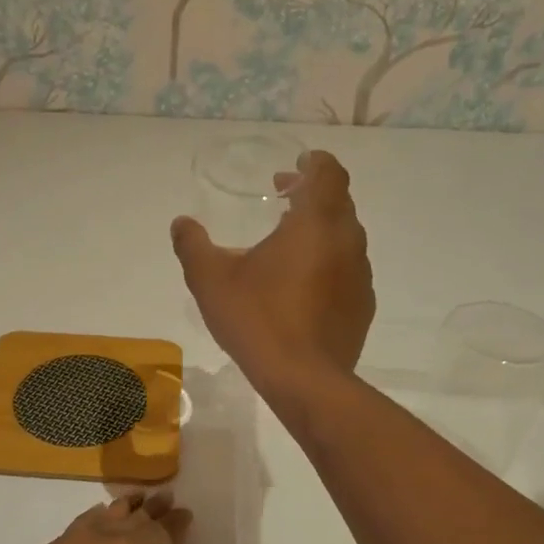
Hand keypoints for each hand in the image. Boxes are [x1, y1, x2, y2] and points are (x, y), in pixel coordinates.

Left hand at [0, 493, 202, 543]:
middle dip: (150, 508)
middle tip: (164, 497)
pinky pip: (68, 538)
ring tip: (131, 504)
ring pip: (94, 519)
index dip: (176, 523)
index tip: (187, 514)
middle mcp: (91, 539)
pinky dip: (87, 531)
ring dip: (117, 511)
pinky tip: (90, 538)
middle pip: (127, 515)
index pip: (159, 530)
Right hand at [171, 149, 374, 392]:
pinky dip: (328, 263)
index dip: (313, 163)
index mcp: (316, 223)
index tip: (295, 167)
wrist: (304, 379)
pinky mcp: (363, 306)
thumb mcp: (211, 281)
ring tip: (288, 245)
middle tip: (281, 200)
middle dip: (311, 195)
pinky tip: (301, 287)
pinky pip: (347, 270)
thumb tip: (181, 223)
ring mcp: (360, 275)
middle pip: (338, 202)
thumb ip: (193, 246)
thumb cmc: (258, 319)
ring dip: (320, 231)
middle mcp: (347, 241)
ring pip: (344, 237)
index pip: (328, 172)